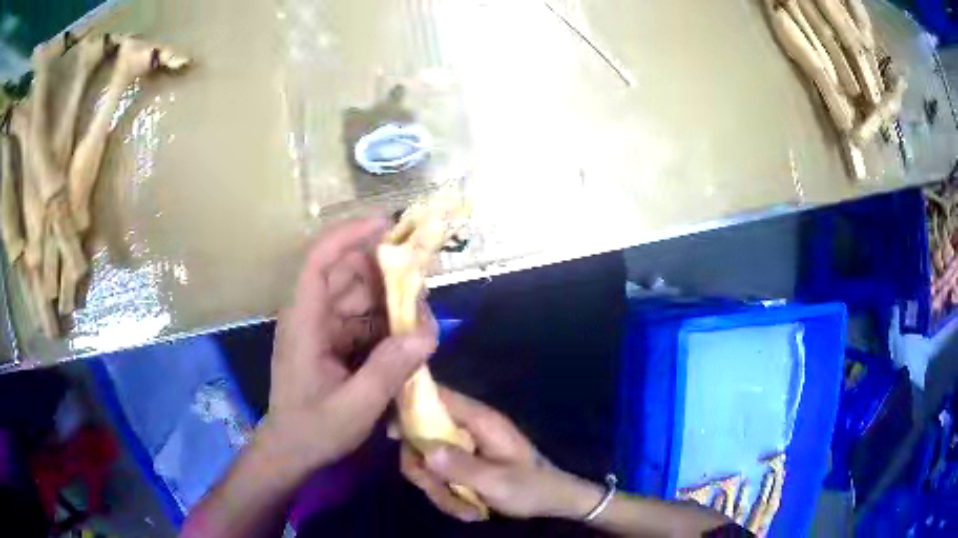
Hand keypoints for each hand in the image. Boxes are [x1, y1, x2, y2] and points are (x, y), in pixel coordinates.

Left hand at [261, 217, 437, 475]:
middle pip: (348, 273)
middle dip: (387, 272)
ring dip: (392, 298)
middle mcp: (312, 315)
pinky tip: (409, 336)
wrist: (292, 451)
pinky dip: (388, 321)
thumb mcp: (354, 407)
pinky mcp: (334, 340)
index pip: (320, 260)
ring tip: (422, 315)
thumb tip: (427, 333)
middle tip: (424, 284)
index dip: (350, 234)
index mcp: (305, 321)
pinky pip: (365, 318)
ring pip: (360, 294)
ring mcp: (323, 327)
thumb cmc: (313, 429)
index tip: (388, 225)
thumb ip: (389, 370)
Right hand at [400, 388, 603, 521]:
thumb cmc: (530, 487)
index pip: (436, 396)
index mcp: (478, 420)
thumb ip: (460, 466)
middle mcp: (467, 428)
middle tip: (439, 492)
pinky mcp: (464, 464)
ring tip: (463, 510)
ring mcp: (464, 447)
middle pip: (422, 436)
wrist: (553, 500)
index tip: (392, 435)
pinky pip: (439, 474)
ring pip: (428, 461)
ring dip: (438, 489)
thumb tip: (424, 452)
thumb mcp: (497, 481)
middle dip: (425, 470)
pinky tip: (467, 510)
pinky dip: (446, 494)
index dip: (409, 406)